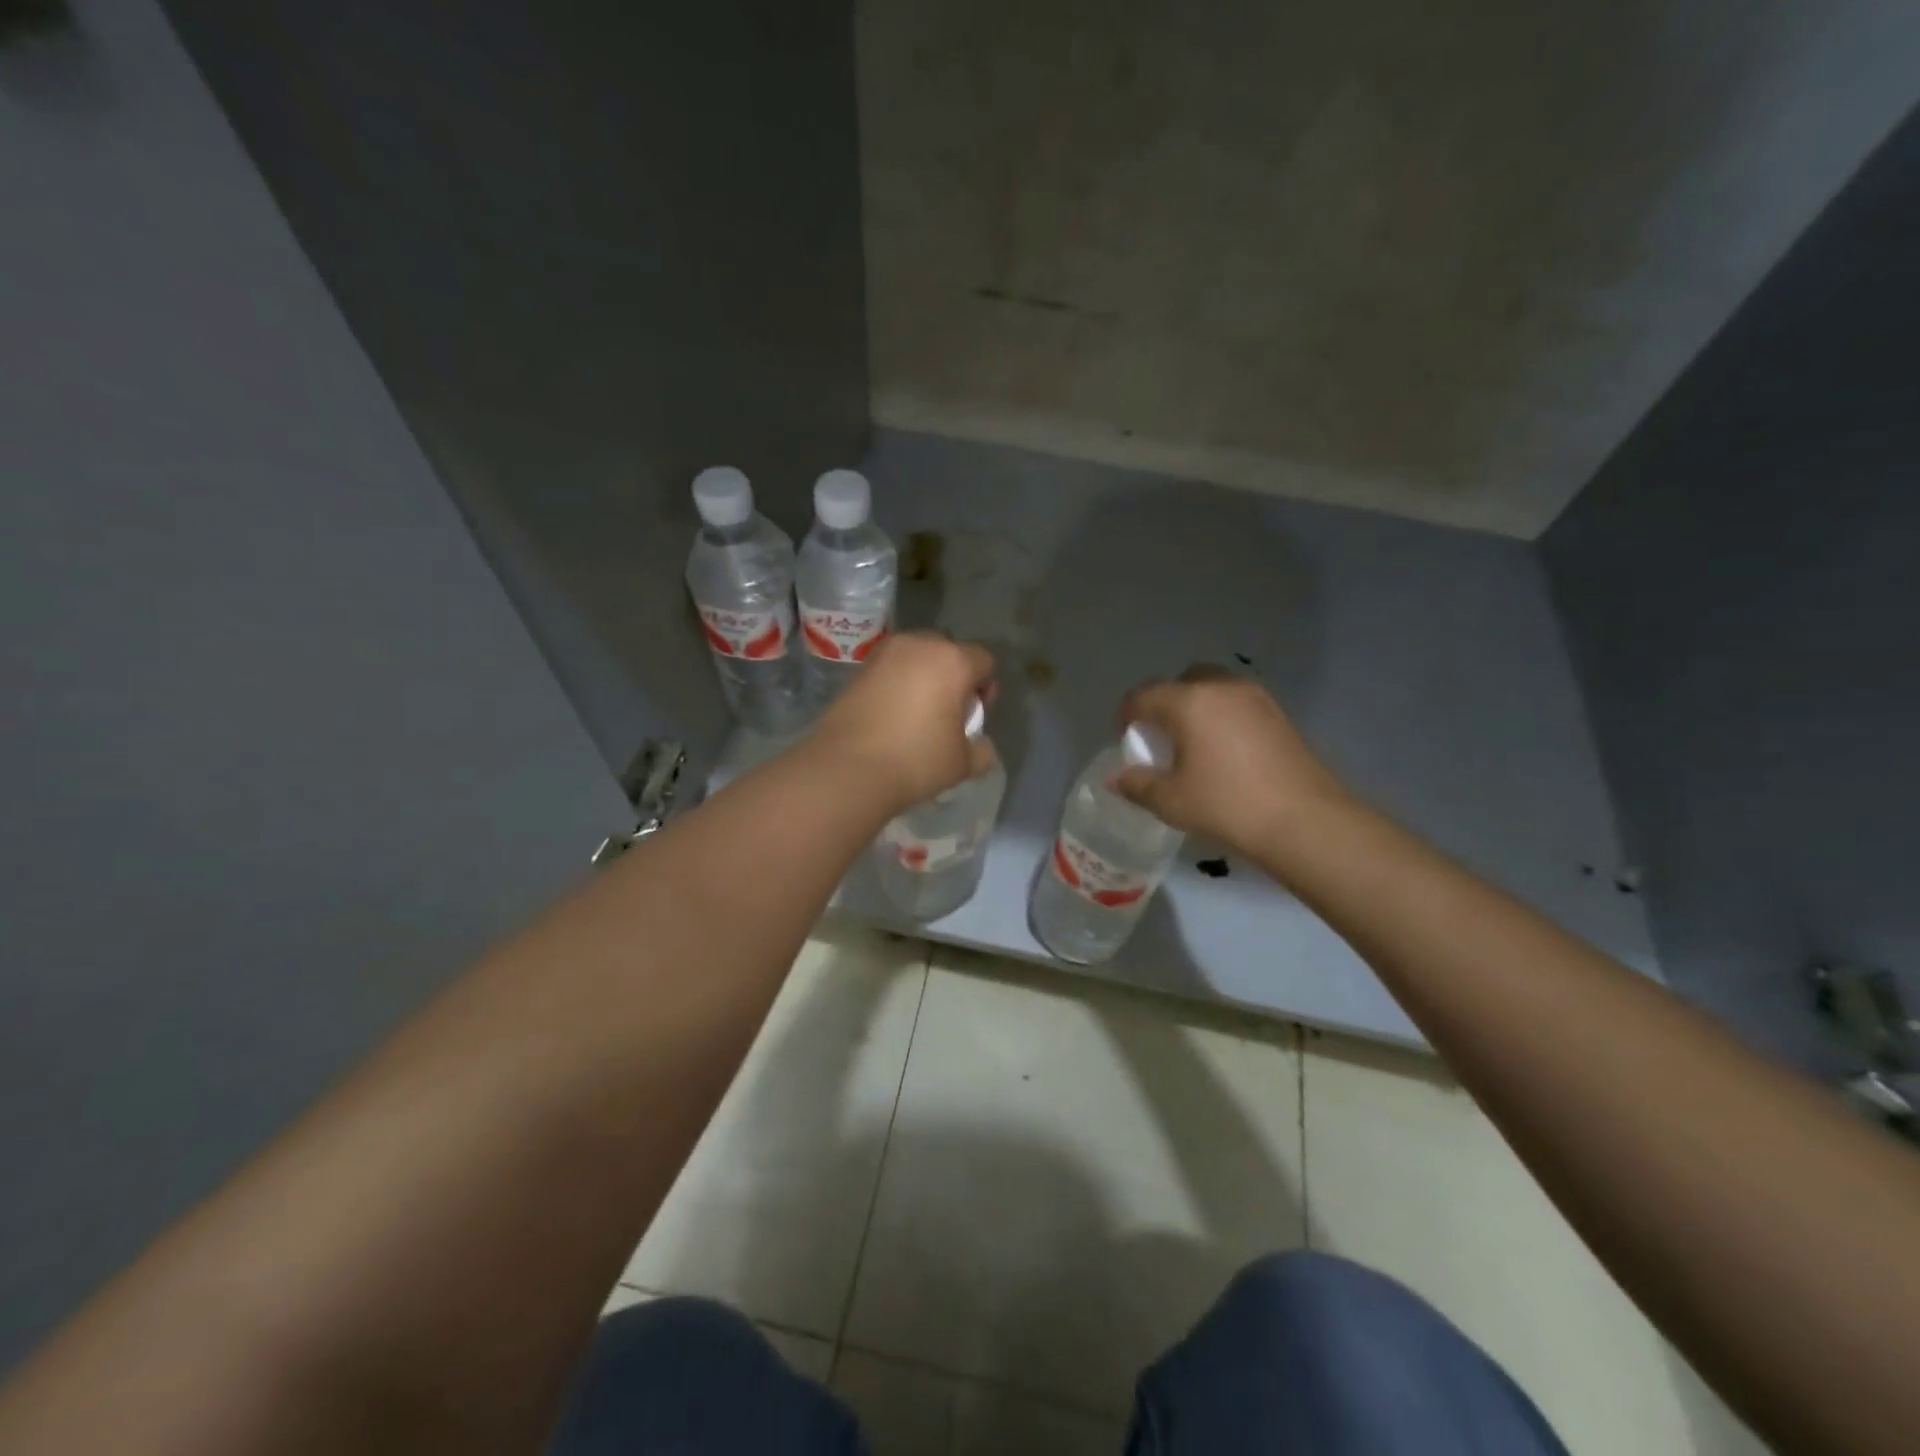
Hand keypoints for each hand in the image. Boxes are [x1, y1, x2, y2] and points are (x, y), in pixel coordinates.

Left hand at [810, 632, 996, 811]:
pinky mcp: (859, 668)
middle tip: (947, 713)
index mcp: (953, 661)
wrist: (847, 768)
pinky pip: (891, 669)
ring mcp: (884, 653)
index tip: (973, 717)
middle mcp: (919, 645)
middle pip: (948, 652)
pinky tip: (892, 715)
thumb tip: (981, 746)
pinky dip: (898, 684)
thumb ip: (982, 750)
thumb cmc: (915, 760)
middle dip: (953, 677)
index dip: (986, 688)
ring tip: (917, 714)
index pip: (984, 661)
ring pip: (917, 657)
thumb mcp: (962, 763)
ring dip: (924, 678)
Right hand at [1114, 666, 1353, 858]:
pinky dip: (1223, 717)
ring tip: (1194, 744)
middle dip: (1165, 703)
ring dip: (1196, 707)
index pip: (1144, 695)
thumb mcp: (1171, 801)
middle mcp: (1222, 688)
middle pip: (1182, 681)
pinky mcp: (1280, 714)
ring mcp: (1256, 698)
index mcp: (1189, 702)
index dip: (1127, 715)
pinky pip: (1238, 704)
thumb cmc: (1227, 805)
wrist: (1305, 821)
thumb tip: (1117, 778)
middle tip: (1161, 737)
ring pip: (1214, 689)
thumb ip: (1137, 784)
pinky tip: (1225, 752)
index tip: (1126, 739)